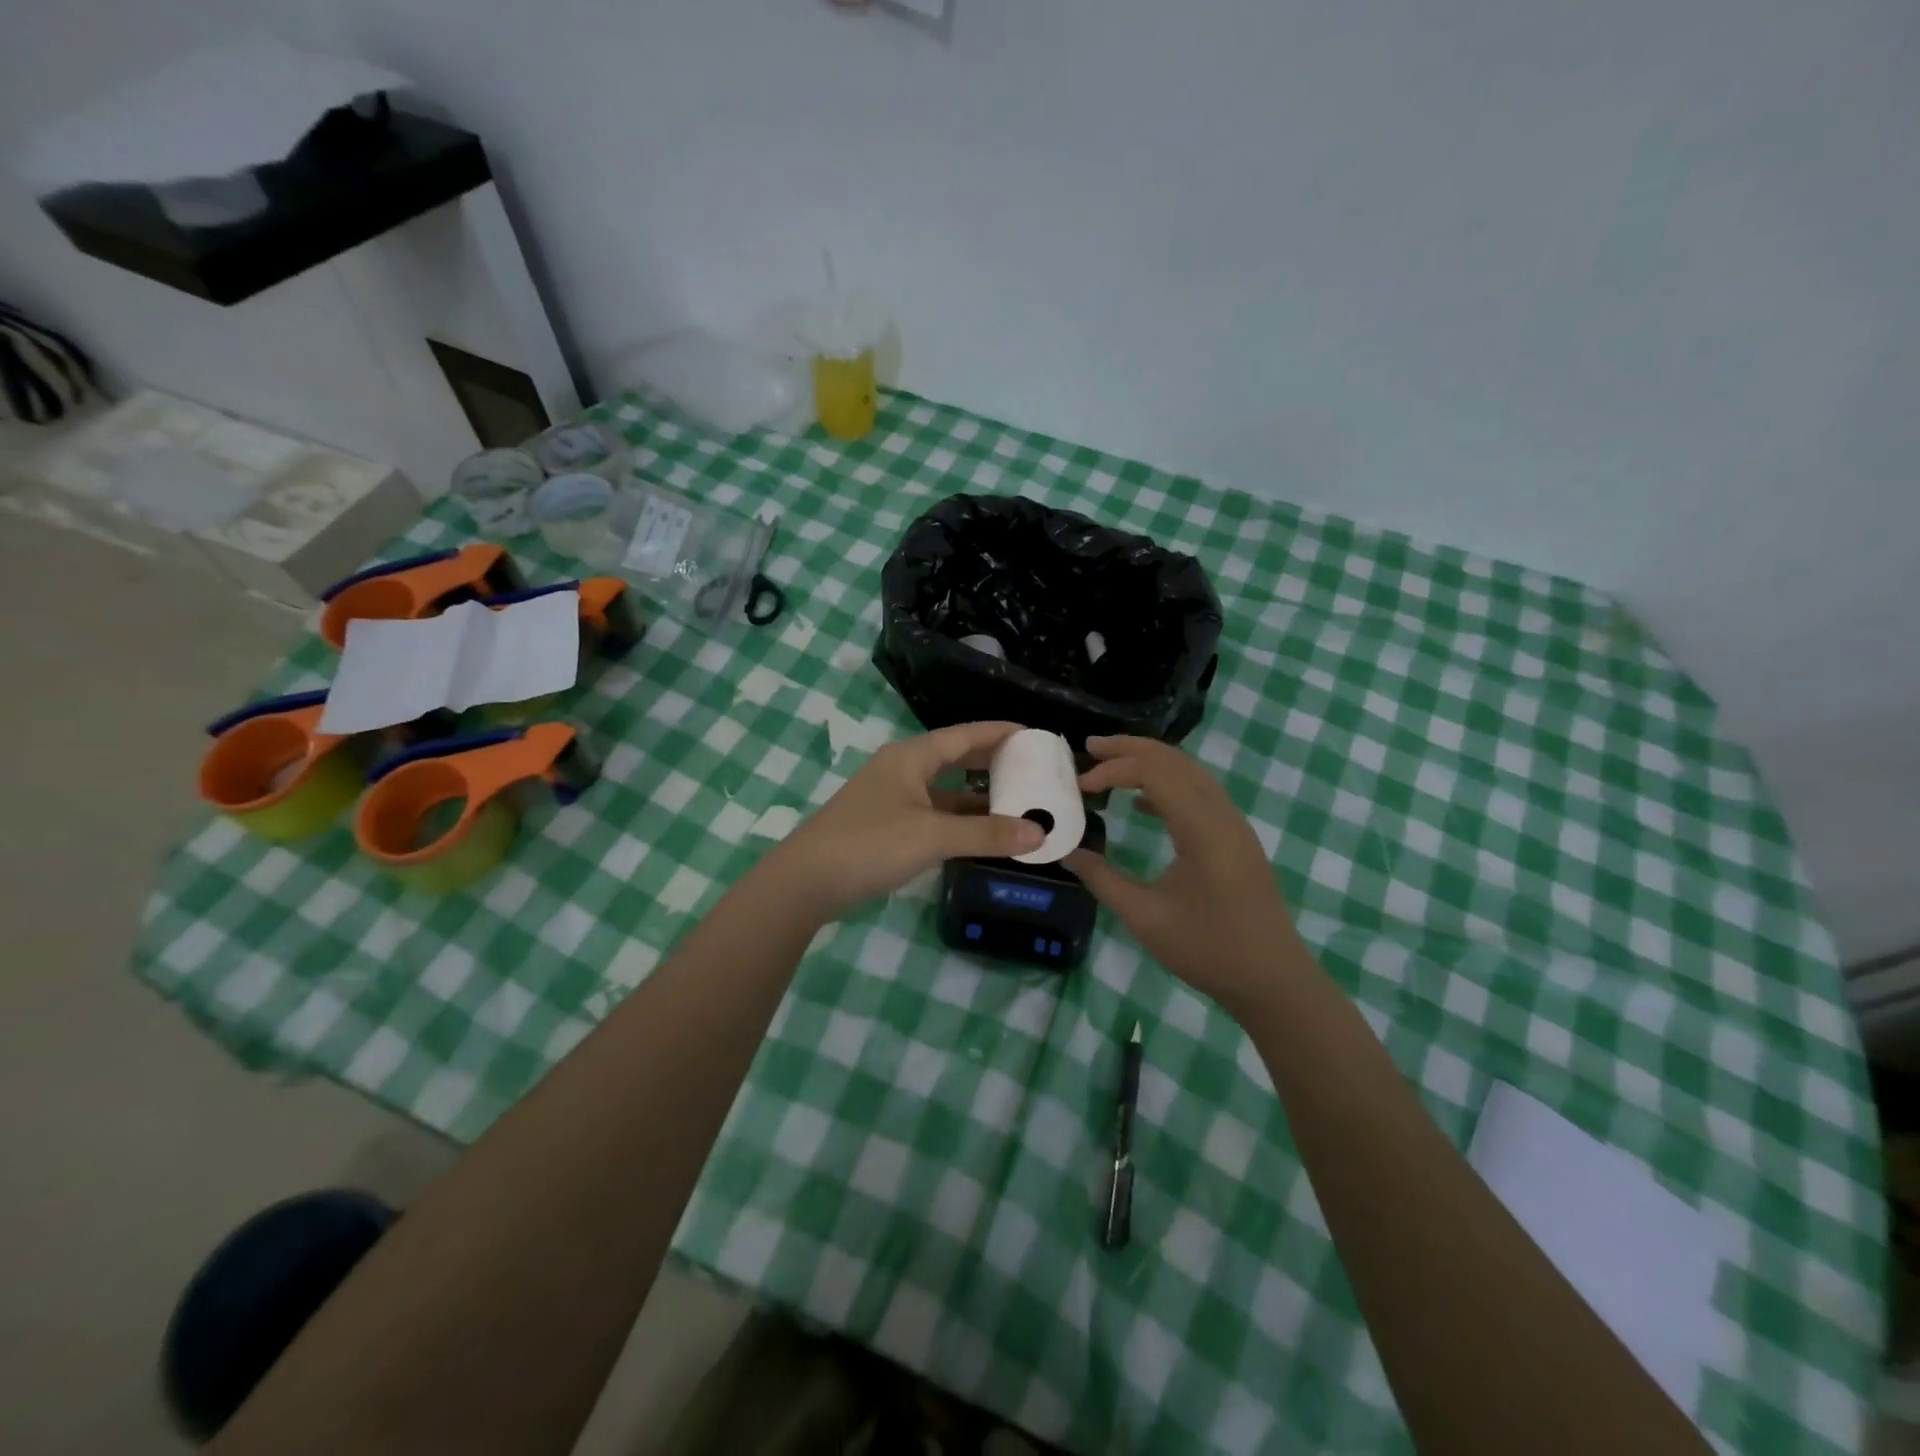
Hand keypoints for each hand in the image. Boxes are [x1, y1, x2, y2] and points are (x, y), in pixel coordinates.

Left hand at [765, 721, 1044, 918]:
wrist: (807, 881)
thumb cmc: (871, 844)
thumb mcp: (933, 836)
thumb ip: (987, 834)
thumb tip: (1039, 832)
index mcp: (911, 757)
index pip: (964, 734)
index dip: (1000, 732)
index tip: (1035, 734)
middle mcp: (902, 769)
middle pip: (955, 757)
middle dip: (992, 761)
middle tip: (1033, 766)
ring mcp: (892, 798)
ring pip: (944, 789)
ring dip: (977, 795)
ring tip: (1017, 800)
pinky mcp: (886, 825)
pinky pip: (933, 813)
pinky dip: (959, 819)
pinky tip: (981, 832)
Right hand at [1065, 736, 1308, 1016]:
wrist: (1273, 980)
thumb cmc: (1209, 950)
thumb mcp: (1145, 918)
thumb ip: (1103, 880)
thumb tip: (1068, 854)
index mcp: (1203, 829)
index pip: (1155, 772)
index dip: (1114, 769)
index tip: (1080, 785)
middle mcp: (1222, 815)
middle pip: (1175, 760)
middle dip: (1130, 749)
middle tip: (1089, 748)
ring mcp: (1233, 825)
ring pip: (1189, 772)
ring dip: (1149, 762)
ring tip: (1109, 766)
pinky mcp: (1235, 838)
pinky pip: (1199, 793)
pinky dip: (1167, 785)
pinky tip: (1142, 803)